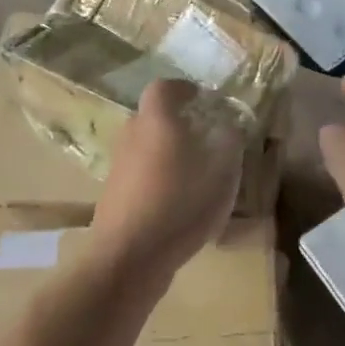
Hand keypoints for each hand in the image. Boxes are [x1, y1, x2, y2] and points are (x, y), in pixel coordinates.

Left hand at [89, 80, 244, 287]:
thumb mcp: (222, 172)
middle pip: (155, 117)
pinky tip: (179, 203)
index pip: (165, 88)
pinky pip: (142, 174)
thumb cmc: (180, 204)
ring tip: (198, 173)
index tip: (204, 99)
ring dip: (170, 152)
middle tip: (208, 137)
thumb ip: (229, 142)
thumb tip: (229, 126)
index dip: (185, 89)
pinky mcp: (114, 194)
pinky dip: (160, 177)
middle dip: (180, 122)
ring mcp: (119, 166)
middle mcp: (132, 135)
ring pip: (148, 146)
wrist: (128, 257)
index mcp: (156, 120)